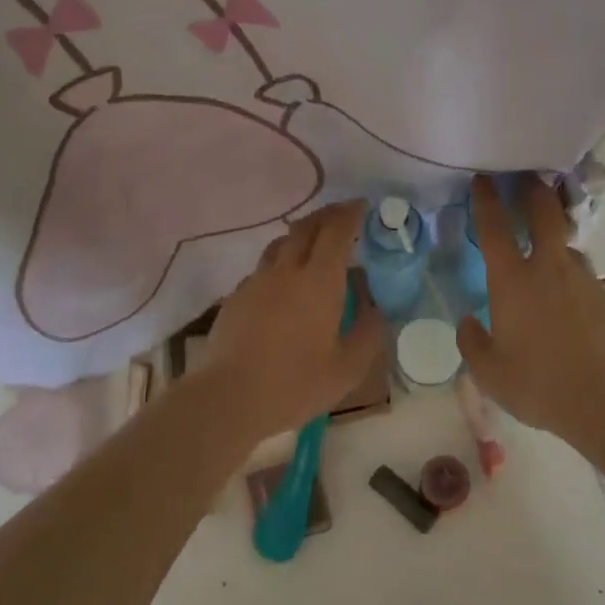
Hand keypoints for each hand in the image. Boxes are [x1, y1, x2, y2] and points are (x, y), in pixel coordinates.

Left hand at [201, 200, 385, 440]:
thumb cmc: (294, 384)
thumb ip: (368, 334)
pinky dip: (279, 264)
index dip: (351, 213)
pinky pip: (262, 269)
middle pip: (305, 227)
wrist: (227, 398)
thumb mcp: (347, 369)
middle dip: (327, 215)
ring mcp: (256, 282)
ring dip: (300, 235)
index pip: (336, 231)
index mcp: (319, 282)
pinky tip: (283, 285)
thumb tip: (377, 309)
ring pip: (280, 244)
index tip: (363, 206)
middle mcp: (286, 271)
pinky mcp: (235, 298)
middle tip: (343, 217)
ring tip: (313, 245)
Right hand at [456, 175, 604, 450]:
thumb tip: (468, 321)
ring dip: (554, 236)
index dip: (486, 198)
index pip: (494, 227)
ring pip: (566, 244)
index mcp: (512, 281)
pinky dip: (570, 274)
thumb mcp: (489, 372)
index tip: (483, 178)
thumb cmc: (539, 384)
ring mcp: (583, 279)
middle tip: (526, 177)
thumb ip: (472, 342)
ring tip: (545, 246)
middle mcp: (549, 268)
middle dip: (533, 188)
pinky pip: (582, 274)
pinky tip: (567, 298)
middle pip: (544, 212)